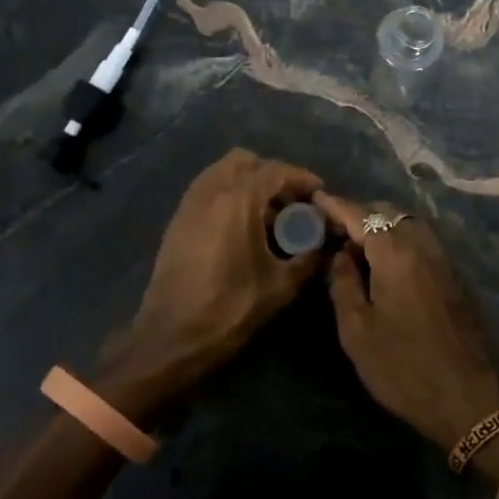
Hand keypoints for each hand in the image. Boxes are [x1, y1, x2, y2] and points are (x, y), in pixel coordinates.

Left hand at [98, 149, 322, 418]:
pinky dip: (228, 194)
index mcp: (238, 200)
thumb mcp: (280, 286)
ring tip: (267, 214)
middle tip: (291, 202)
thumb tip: (327, 244)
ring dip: (248, 183)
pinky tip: (242, 226)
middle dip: (272, 175)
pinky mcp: (177, 220)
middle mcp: (211, 190)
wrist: (171, 337)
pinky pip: (208, 189)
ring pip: (223, 172)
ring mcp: (190, 203)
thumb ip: (309, 258)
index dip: (302, 178)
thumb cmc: (230, 309)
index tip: (319, 193)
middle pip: (246, 162)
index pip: (276, 171)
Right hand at [312, 193, 498, 450]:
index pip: (360, 215)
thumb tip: (340, 255)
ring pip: (406, 223)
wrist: (466, 397)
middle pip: (386, 212)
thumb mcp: (357, 330)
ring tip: (354, 245)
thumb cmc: (403, 366)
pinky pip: (420, 239)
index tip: (315, 197)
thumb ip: (343, 283)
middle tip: (331, 228)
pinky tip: (383, 262)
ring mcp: (441, 258)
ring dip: (380, 225)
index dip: (335, 205)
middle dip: (358, 213)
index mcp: (395, 252)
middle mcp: (421, 244)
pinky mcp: (452, 274)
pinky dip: (398, 238)